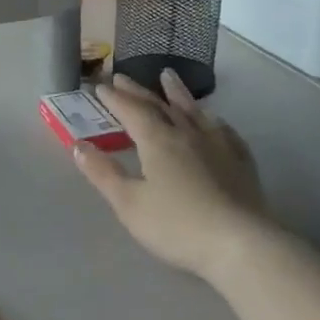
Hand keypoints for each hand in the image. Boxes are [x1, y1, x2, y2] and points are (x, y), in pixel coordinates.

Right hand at [75, 70, 270, 279]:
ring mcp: (218, 145)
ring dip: (178, 93)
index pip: (131, 111)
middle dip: (138, 91)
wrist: (241, 243)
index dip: (114, 98)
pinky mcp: (241, 162)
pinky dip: (212, 120)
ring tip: (168, 76)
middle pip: (159, 105)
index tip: (101, 86)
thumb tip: (78, 145)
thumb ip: (103, 173)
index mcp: (158, 141)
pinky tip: (215, 121)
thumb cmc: (177, 225)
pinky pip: (224, 131)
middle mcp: (187, 134)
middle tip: (123, 76)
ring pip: (194, 111)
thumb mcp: (129, 204)